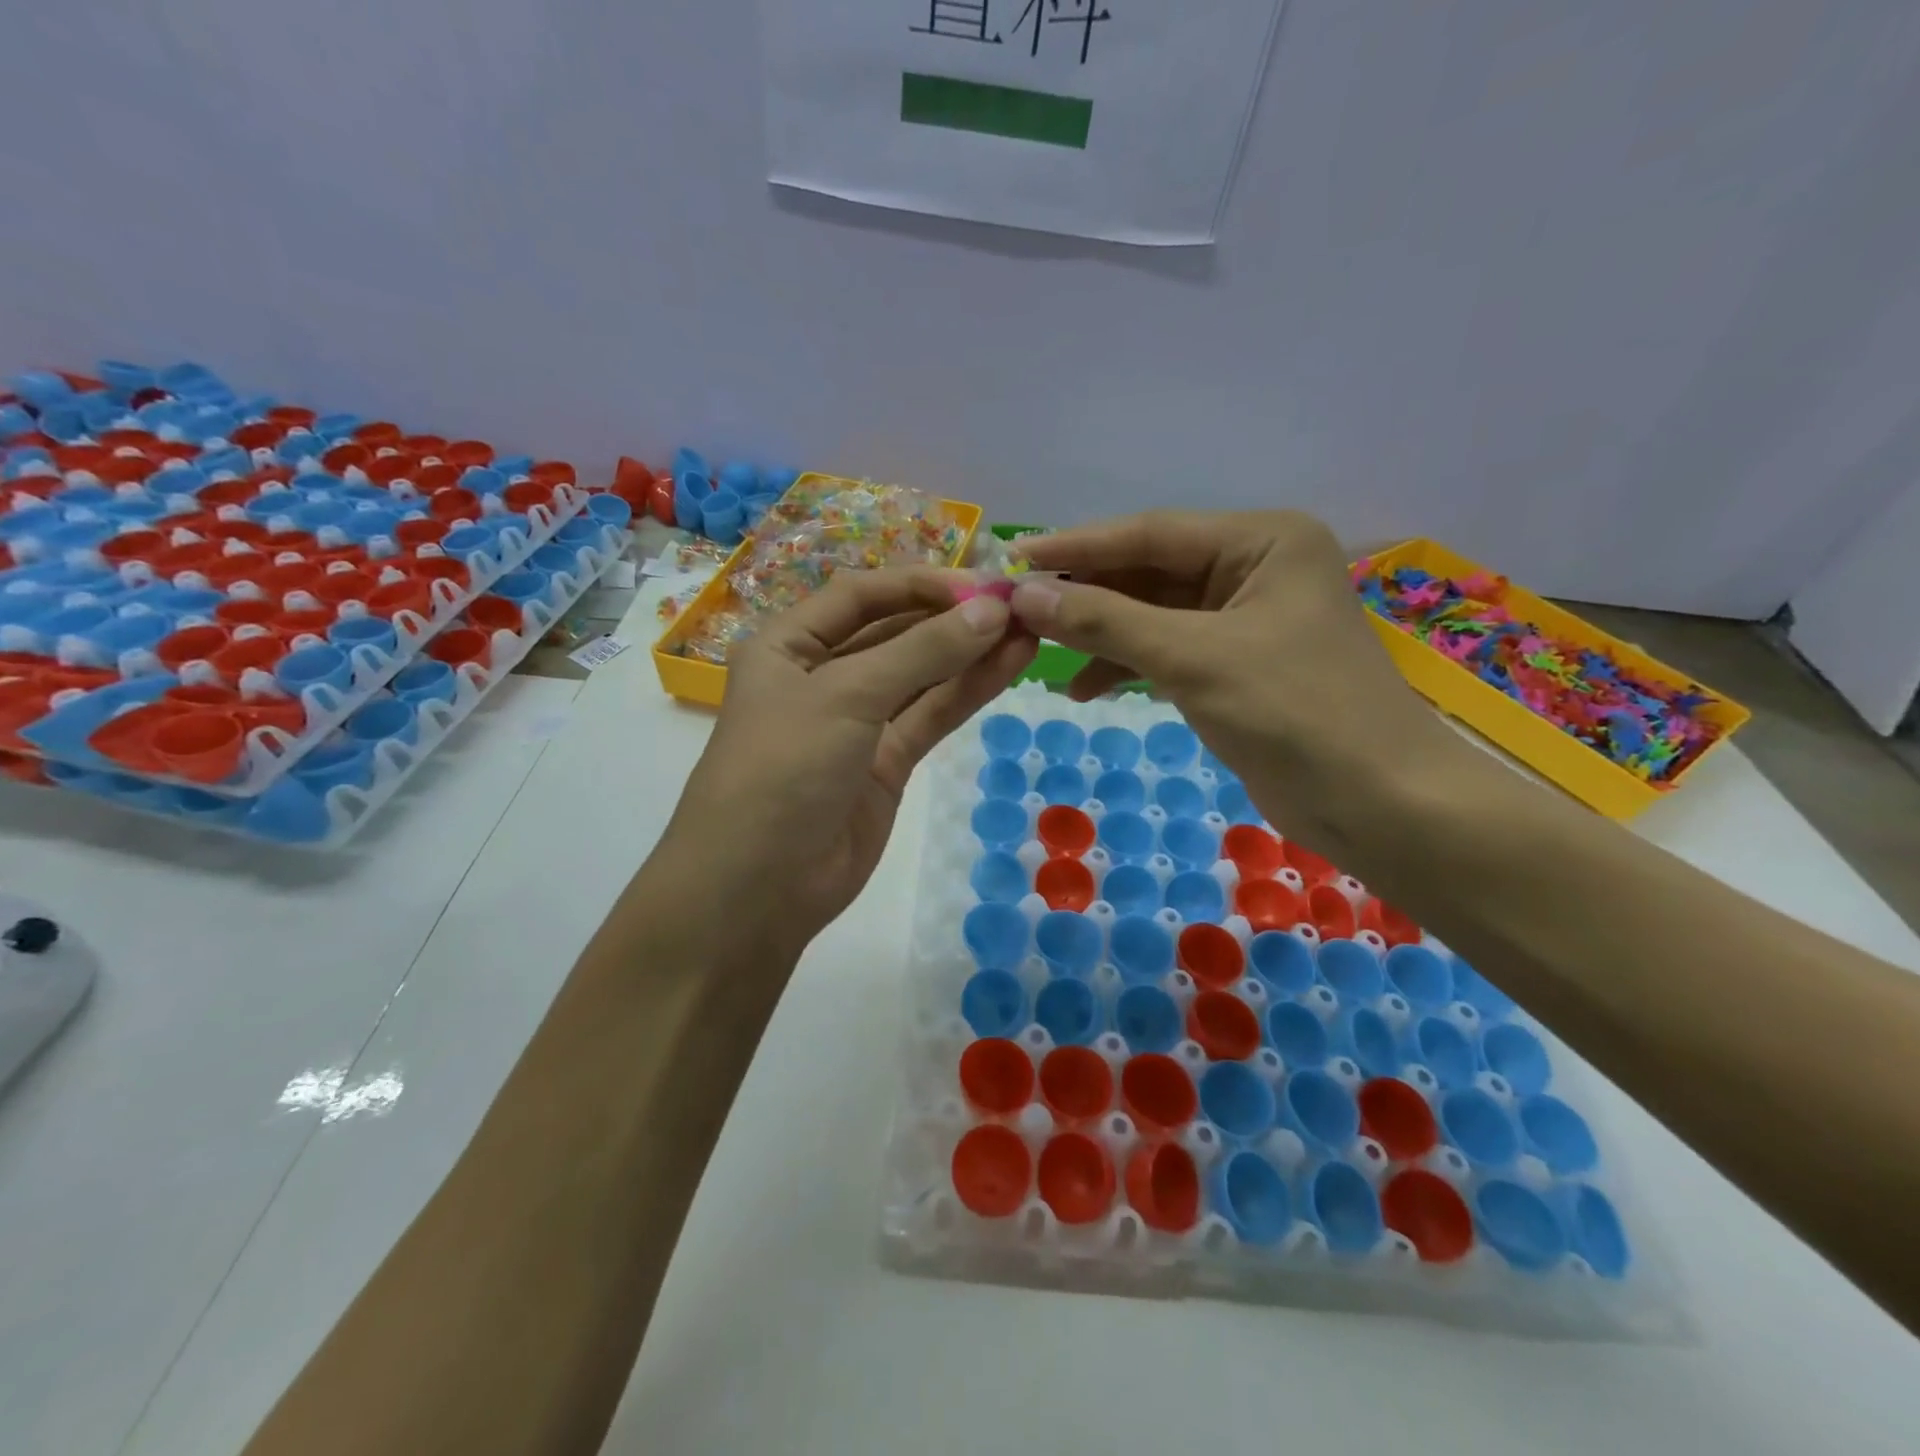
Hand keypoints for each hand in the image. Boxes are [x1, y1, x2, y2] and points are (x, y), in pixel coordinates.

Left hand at [661, 568, 1036, 953]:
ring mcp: (857, 722)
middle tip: (1018, 604)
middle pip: (894, 633)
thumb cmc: (783, 769)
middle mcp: (821, 676)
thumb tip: (991, 610)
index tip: (980, 585)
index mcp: (788, 645)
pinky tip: (1010, 665)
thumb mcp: (845, 696)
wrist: (759, 888)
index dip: (919, 584)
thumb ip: (922, 652)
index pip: (861, 596)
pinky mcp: (886, 763)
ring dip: (970, 653)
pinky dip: (968, 691)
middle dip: (952, 618)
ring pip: (920, 676)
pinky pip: (930, 716)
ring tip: (1030, 628)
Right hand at [1011, 511, 1469, 866]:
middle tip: (1020, 613)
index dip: (1079, 548)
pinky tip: (1086, 689)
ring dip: (1102, 636)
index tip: (1015, 560)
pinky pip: (1168, 651)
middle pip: (1150, 573)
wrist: (1377, 802)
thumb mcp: (1192, 657)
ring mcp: (1247, 619)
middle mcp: (1255, 568)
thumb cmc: (1293, 712)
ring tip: (1043, 656)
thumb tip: (1026, 595)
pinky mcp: (1238, 665)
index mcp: (1261, 541)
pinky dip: (1128, 667)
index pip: (1151, 533)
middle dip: (1087, 596)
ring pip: (1154, 615)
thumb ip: (1106, 621)